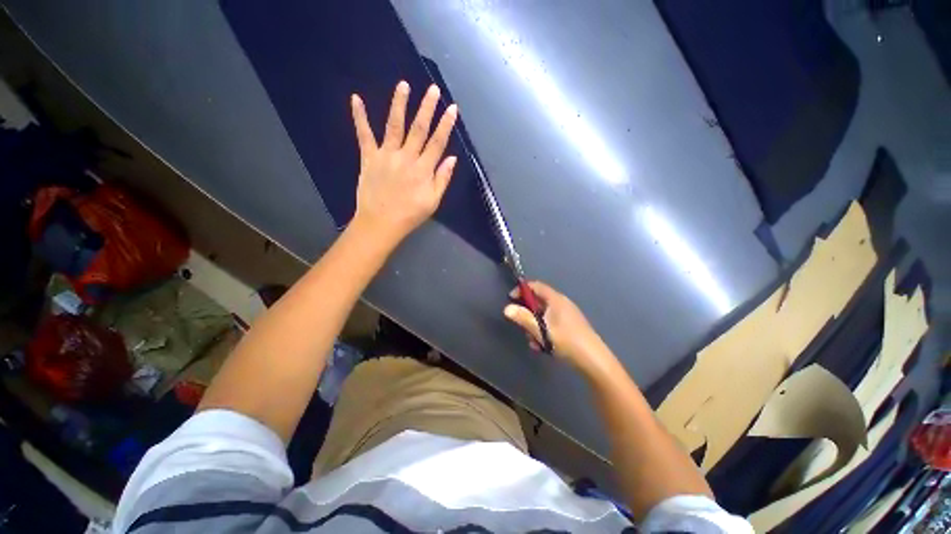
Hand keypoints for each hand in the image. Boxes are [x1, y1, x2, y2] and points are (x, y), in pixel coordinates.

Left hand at [350, 81, 458, 243]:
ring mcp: (386, 156)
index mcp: (423, 170)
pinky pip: (364, 135)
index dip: (446, 125)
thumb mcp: (433, 201)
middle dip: (427, 108)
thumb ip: (442, 179)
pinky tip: (355, 98)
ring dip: (399, 104)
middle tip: (433, 89)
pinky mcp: (369, 158)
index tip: (452, 108)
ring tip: (403, 85)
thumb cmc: (410, 214)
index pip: (437, 143)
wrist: (381, 223)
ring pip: (394, 126)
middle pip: (419, 129)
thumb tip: (452, 158)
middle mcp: (406, 158)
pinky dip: (359, 117)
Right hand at [504, 281, 615, 375]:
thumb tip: (506, 308)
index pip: (535, 286)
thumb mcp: (541, 329)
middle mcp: (561, 303)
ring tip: (534, 342)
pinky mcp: (570, 326)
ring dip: (535, 327)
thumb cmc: (566, 340)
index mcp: (555, 299)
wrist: (593, 360)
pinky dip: (544, 332)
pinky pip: (551, 324)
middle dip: (527, 314)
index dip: (521, 290)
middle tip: (522, 326)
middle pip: (538, 302)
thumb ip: (523, 318)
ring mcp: (567, 315)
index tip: (510, 299)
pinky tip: (544, 347)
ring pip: (543, 315)